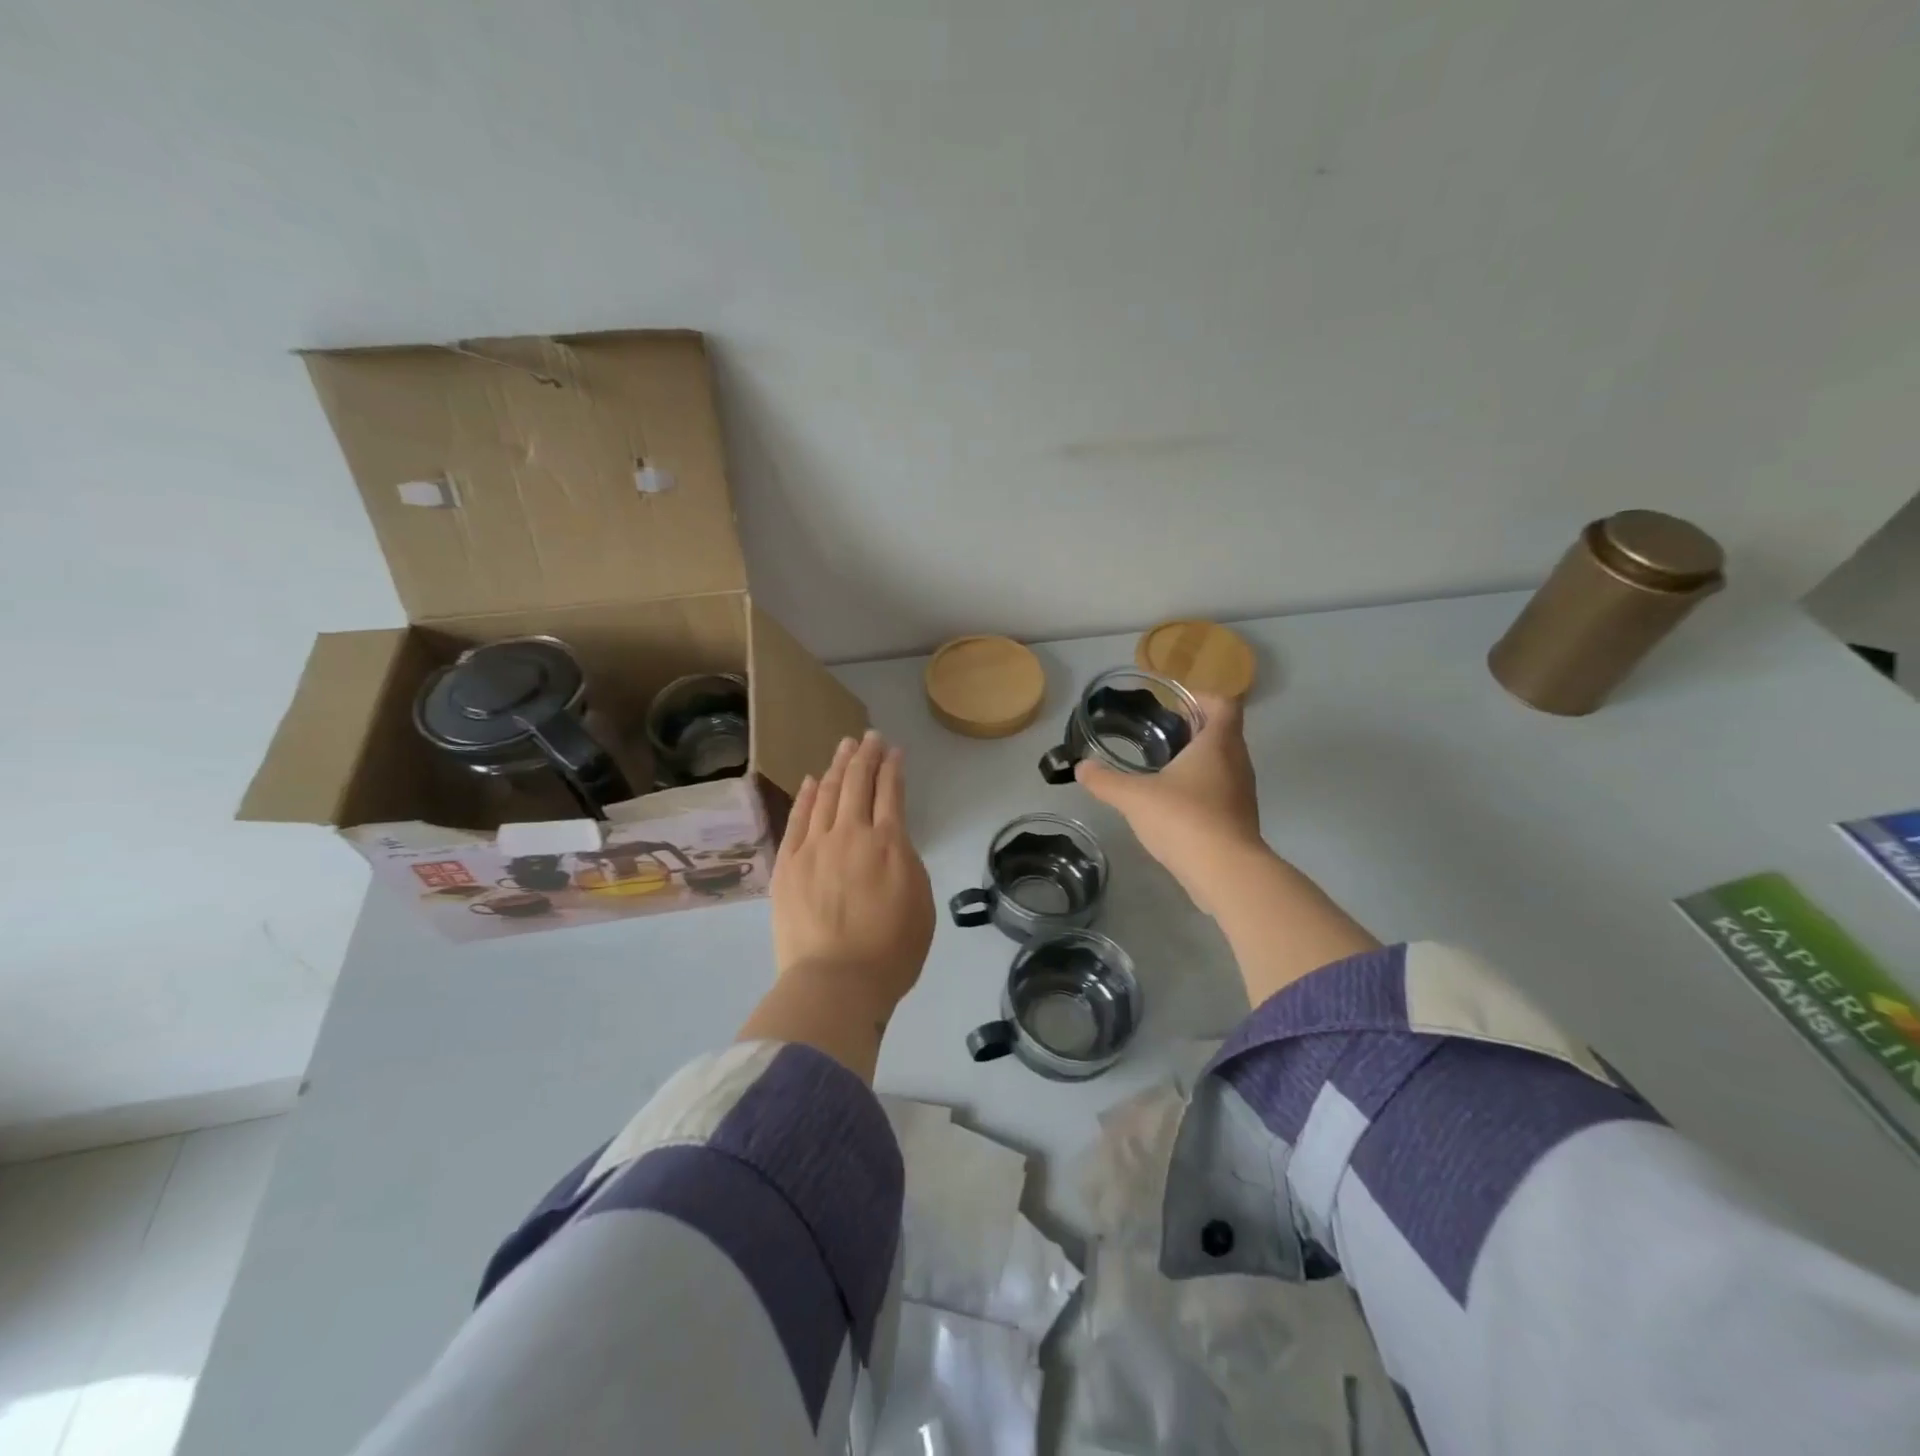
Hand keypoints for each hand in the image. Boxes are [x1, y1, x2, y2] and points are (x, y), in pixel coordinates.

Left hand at [770, 731, 934, 1020]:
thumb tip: (891, 844)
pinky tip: (813, 780)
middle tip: (869, 738)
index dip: (892, 767)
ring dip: (838, 767)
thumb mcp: (921, 903)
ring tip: (845, 747)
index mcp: (889, 843)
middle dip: (866, 756)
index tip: (893, 750)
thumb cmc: (891, 951)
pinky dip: (808, 796)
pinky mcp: (789, 863)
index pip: (891, 792)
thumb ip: (907, 864)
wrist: (836, 982)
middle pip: (858, 783)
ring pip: (828, 794)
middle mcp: (851, 833)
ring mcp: (815, 846)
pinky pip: (799, 819)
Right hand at [1075, 693, 1269, 917]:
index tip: (1172, 705)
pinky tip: (1172, 804)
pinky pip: (1221, 791)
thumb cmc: (1184, 819)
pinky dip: (1201, 788)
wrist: (1226, 873)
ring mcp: (1242, 793)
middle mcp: (1237, 762)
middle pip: (1222, 732)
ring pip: (1223, 763)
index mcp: (1218, 744)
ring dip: (1197, 760)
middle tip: (1158, 734)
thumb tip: (1080, 767)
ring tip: (1161, 767)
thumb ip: (1105, 780)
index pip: (1223, 704)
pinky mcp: (1239, 819)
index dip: (1200, 698)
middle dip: (1192, 729)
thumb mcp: (1134, 797)